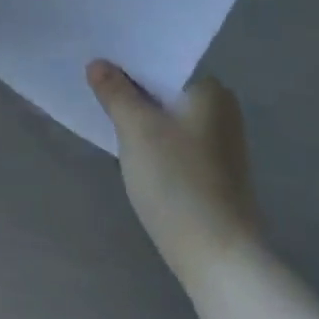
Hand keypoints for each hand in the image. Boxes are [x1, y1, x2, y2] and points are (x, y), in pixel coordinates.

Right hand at [87, 61, 260, 283]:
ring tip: (107, 115)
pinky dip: (155, 141)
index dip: (128, 63)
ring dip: (142, 117)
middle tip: (95, 88)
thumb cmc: (177, 180)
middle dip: (133, 90)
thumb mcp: (136, 129)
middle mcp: (223, 110)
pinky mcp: (216, 172)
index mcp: (211, 90)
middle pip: (165, 90)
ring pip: (169, 117)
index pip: (162, 63)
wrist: (217, 255)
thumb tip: (98, 64)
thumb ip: (115, 92)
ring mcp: (222, 144)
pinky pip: (176, 141)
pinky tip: (133, 150)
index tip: (97, 65)